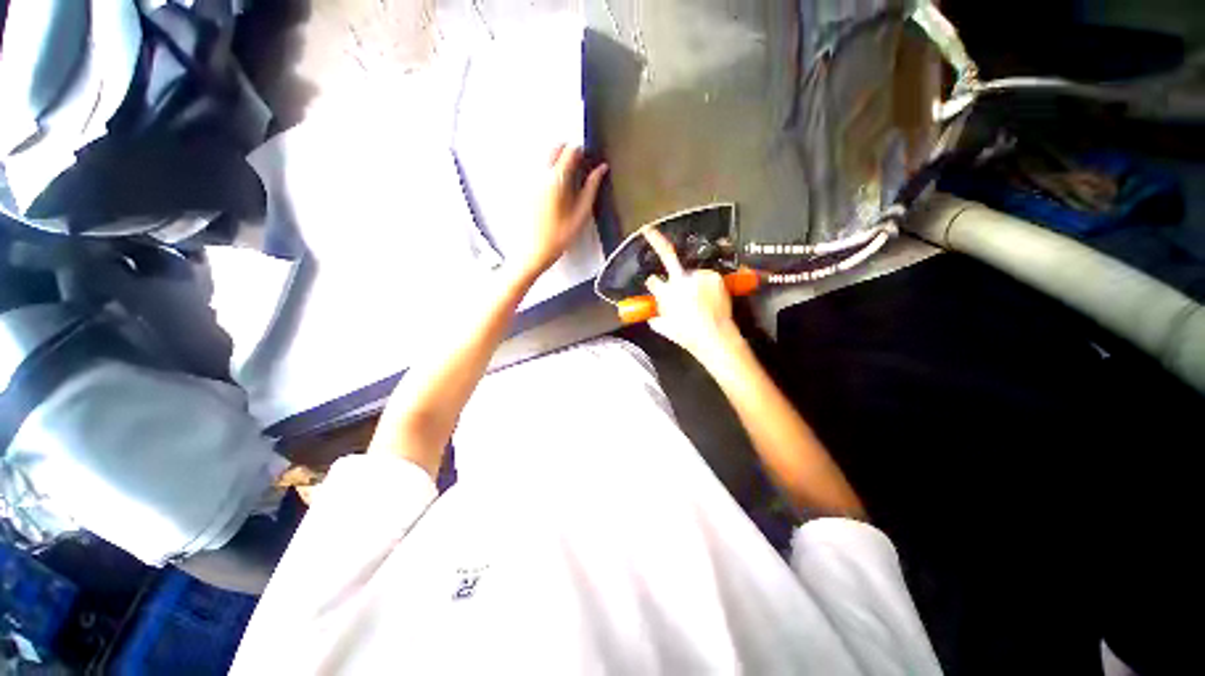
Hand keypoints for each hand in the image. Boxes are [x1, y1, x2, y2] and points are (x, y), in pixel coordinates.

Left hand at [522, 144, 607, 277]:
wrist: (533, 251)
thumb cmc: (559, 236)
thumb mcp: (582, 213)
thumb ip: (592, 187)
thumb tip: (601, 169)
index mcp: (557, 179)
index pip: (571, 150)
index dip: (583, 153)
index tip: (590, 162)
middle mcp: (541, 174)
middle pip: (556, 148)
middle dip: (569, 153)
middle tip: (580, 171)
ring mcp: (530, 180)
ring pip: (546, 158)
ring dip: (559, 162)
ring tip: (569, 185)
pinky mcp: (525, 188)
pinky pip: (539, 170)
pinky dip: (549, 173)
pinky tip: (556, 193)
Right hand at [643, 228, 741, 362]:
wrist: (715, 336)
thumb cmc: (687, 335)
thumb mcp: (665, 328)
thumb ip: (657, 319)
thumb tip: (653, 316)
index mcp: (664, 294)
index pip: (653, 281)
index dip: (654, 283)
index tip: (654, 282)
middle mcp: (679, 280)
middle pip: (666, 256)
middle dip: (656, 240)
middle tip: (648, 230)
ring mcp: (698, 276)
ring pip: (692, 274)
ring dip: (693, 282)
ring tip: (701, 300)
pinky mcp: (713, 277)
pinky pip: (707, 277)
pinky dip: (707, 285)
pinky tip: (710, 298)